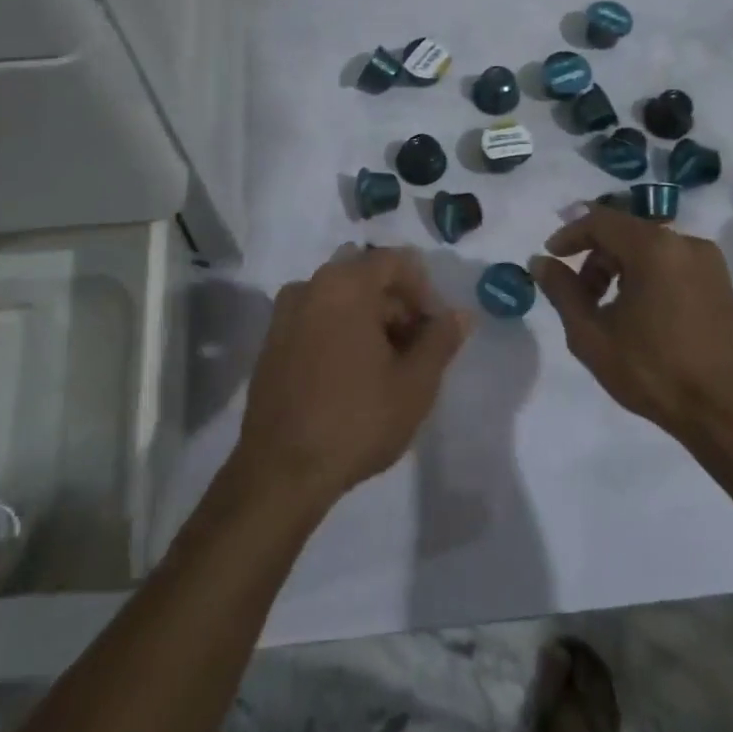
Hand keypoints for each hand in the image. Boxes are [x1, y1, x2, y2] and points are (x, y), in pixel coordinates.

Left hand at [232, 247, 471, 507]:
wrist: (281, 470)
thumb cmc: (356, 420)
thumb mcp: (415, 384)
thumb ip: (441, 340)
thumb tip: (460, 314)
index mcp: (345, 284)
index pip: (395, 261)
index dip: (423, 289)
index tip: (434, 329)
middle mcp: (311, 285)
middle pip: (367, 277)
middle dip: (397, 306)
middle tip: (416, 350)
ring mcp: (285, 313)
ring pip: (341, 298)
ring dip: (369, 319)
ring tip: (387, 366)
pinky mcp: (272, 341)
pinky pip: (317, 318)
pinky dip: (340, 330)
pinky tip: (352, 374)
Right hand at [533, 207, 732, 442]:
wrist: (721, 412)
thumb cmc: (650, 371)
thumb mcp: (590, 334)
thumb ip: (562, 290)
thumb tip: (540, 262)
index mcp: (654, 248)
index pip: (601, 220)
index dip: (570, 234)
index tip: (551, 256)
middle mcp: (685, 243)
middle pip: (626, 232)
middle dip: (595, 256)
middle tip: (579, 293)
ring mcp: (708, 261)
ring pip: (649, 246)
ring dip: (621, 266)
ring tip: (608, 306)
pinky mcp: (721, 281)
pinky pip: (672, 261)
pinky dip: (648, 273)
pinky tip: (640, 310)